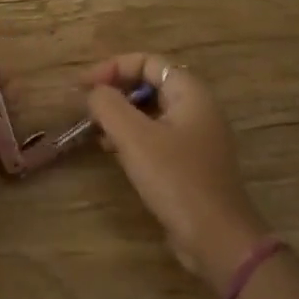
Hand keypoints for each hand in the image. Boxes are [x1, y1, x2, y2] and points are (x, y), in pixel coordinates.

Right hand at [83, 54, 264, 292]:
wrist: (215, 237)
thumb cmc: (175, 179)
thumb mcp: (134, 138)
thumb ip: (108, 105)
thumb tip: (93, 92)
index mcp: (190, 93)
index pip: (147, 62)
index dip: (112, 67)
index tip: (83, 86)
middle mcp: (197, 108)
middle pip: (150, 84)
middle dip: (115, 91)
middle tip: (86, 108)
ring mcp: (196, 137)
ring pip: (151, 112)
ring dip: (121, 115)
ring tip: (94, 131)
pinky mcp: (189, 162)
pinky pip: (156, 136)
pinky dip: (132, 137)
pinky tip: (112, 151)